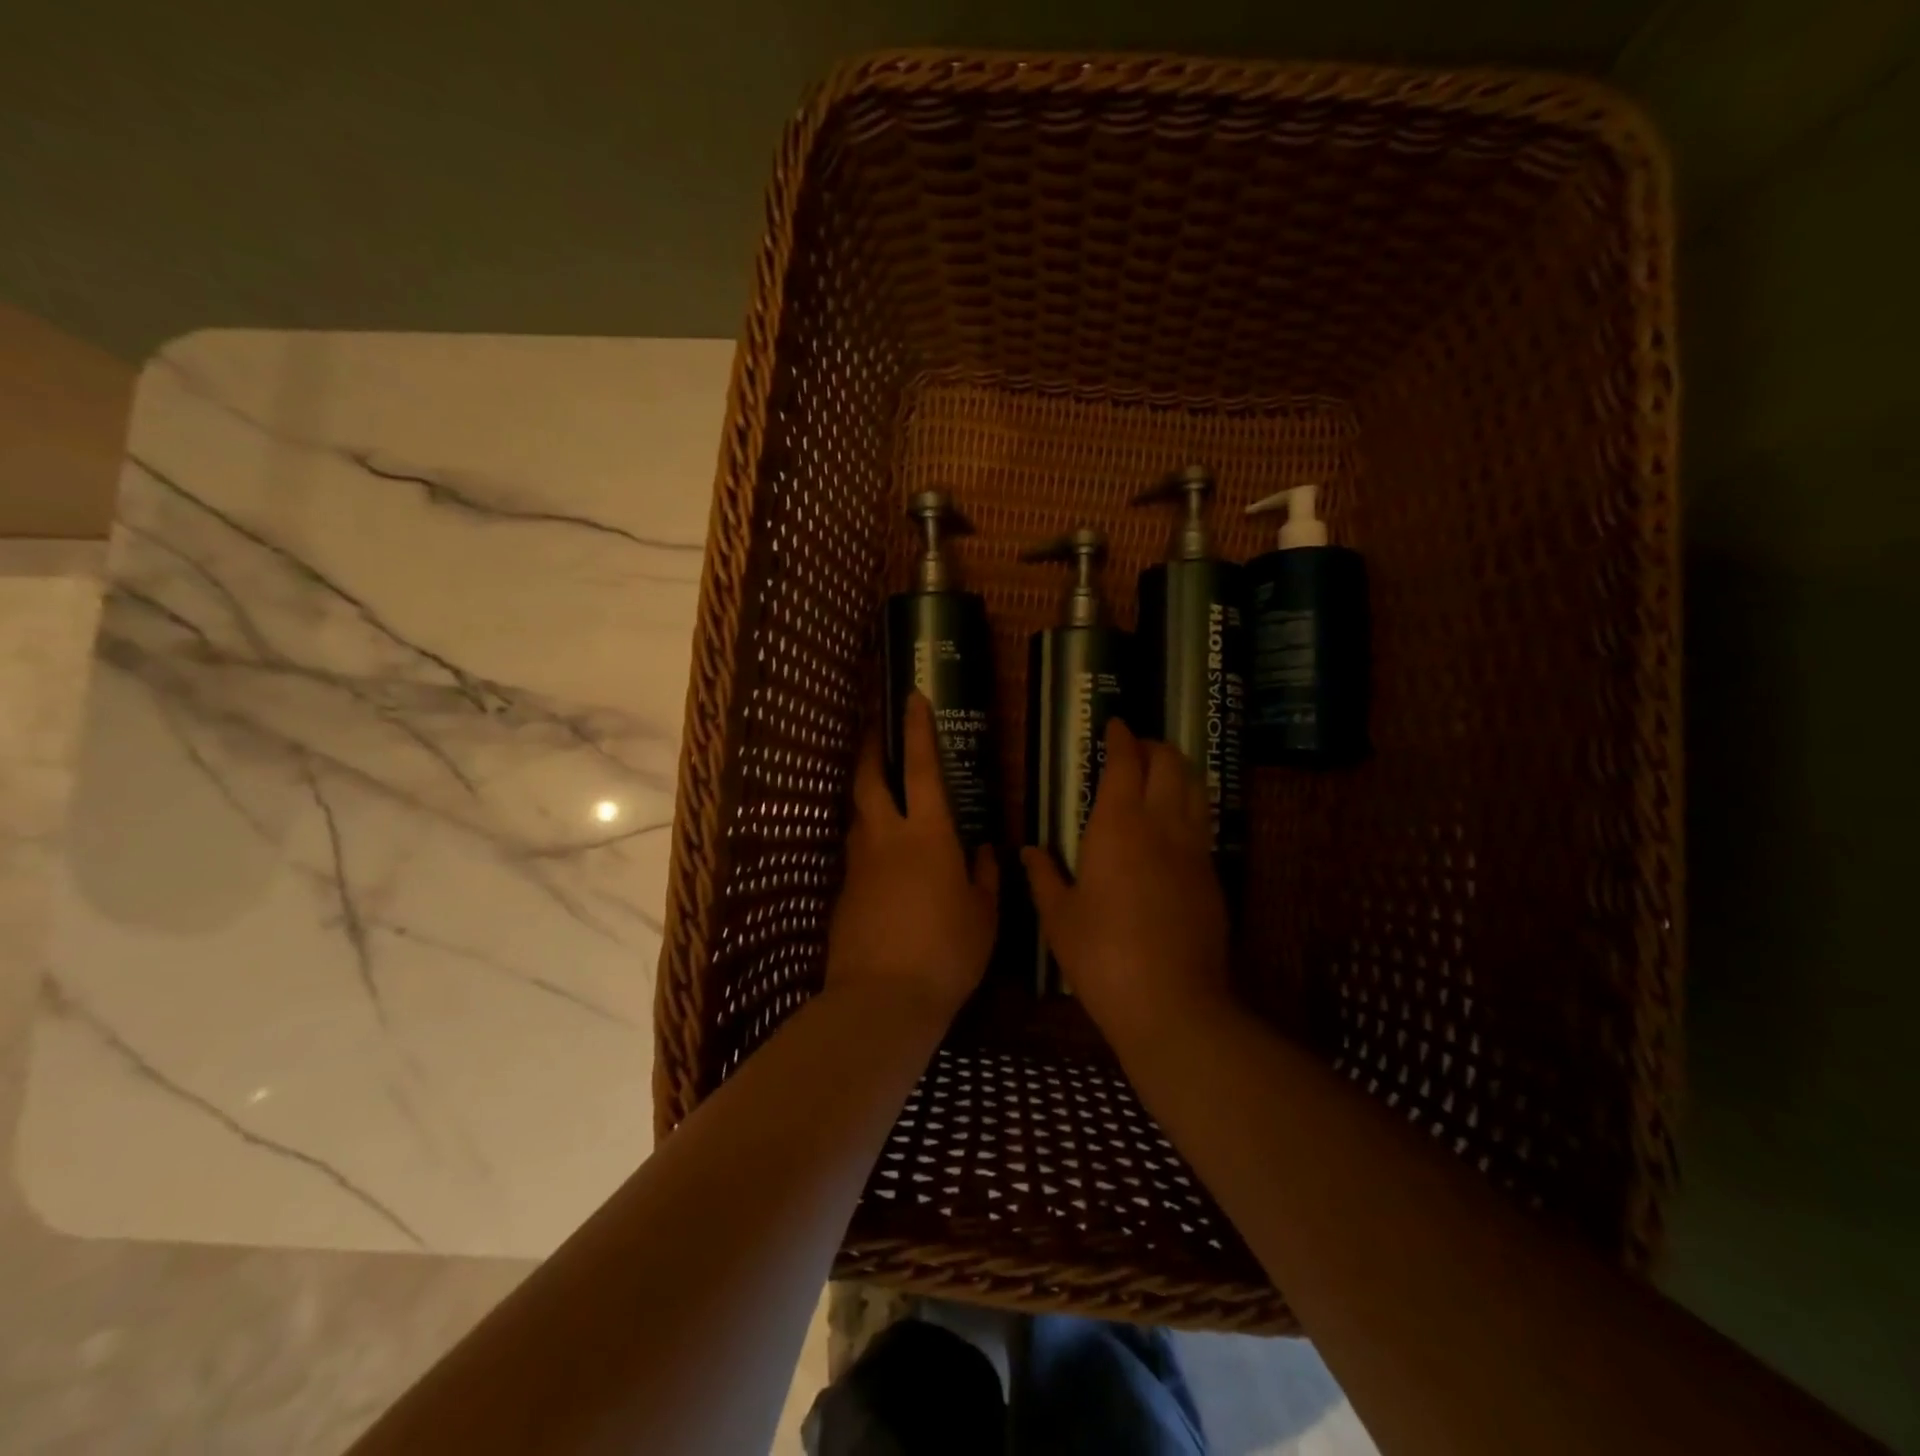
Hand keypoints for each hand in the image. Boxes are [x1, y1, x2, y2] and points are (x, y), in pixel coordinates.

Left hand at [827, 693, 998, 1026]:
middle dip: (871, 747)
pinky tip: (881, 860)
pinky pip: (857, 853)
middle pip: (870, 779)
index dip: (917, 729)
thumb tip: (984, 849)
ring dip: (866, 794)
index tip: (912, 697)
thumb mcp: (983, 915)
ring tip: (880, 792)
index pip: (922, 767)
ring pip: (858, 815)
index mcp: (929, 834)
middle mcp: (887, 837)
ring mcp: (859, 864)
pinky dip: (867, 842)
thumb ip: (984, 876)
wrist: (881, 999)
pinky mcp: (843, 892)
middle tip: (873, 727)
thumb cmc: (946, 952)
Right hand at [1021, 717, 1234, 1057]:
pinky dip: (1188, 805)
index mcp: (1118, 827)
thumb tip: (1029, 851)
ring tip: (1159, 773)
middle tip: (1135, 747)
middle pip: (1171, 764)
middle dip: (1154, 745)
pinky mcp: (1211, 876)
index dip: (1122, 738)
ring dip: (1178, 770)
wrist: (1172, 1003)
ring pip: (1195, 789)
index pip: (1126, 763)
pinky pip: (1201, 822)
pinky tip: (1172, 824)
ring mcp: (1193, 850)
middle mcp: (1162, 826)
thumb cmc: (1102, 957)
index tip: (1115, 724)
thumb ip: (1044, 877)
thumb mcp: (1059, 918)